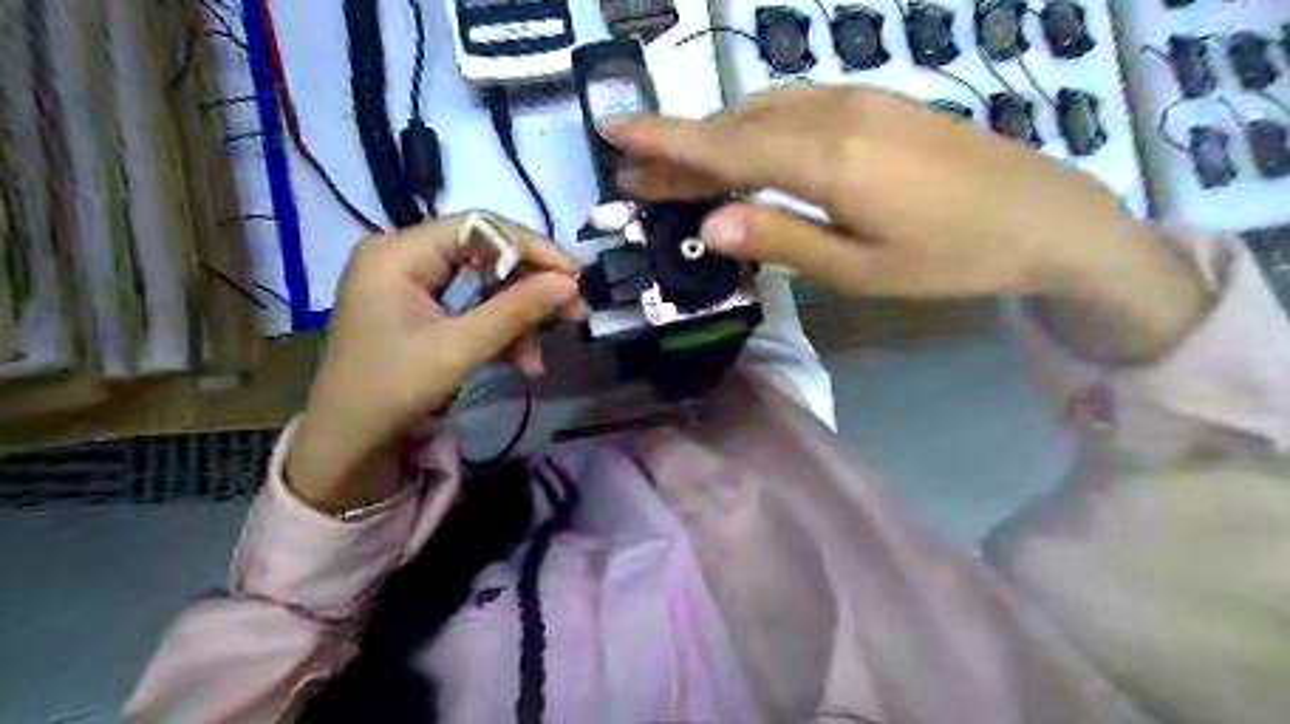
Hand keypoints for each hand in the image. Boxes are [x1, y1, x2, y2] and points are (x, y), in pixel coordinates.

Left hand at [289, 213, 585, 511]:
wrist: (348, 446)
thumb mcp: (459, 348)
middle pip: (486, 255)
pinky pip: (473, 309)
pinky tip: (521, 361)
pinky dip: (500, 333)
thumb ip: (517, 310)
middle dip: (530, 288)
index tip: (574, 277)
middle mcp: (405, 257)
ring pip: (485, 286)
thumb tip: (570, 283)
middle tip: (573, 312)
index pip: (479, 227)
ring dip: (518, 320)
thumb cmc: (392, 389)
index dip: (532, 248)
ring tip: (537, 358)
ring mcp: (413, 286)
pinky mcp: (423, 312)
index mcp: (399, 252)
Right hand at [605, 85, 1148, 298]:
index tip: (614, 129)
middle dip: (680, 149)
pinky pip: (794, 108)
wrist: (1045, 217)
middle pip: (736, 128)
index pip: (724, 146)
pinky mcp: (874, 103)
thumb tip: (708, 225)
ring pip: (762, 113)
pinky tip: (744, 151)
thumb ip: (780, 239)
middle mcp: (832, 115)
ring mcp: (857, 101)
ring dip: (715, 140)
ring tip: (680, 172)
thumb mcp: (858, 268)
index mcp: (825, 160)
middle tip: (634, 173)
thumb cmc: (950, 257)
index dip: (665, 139)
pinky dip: (755, 129)